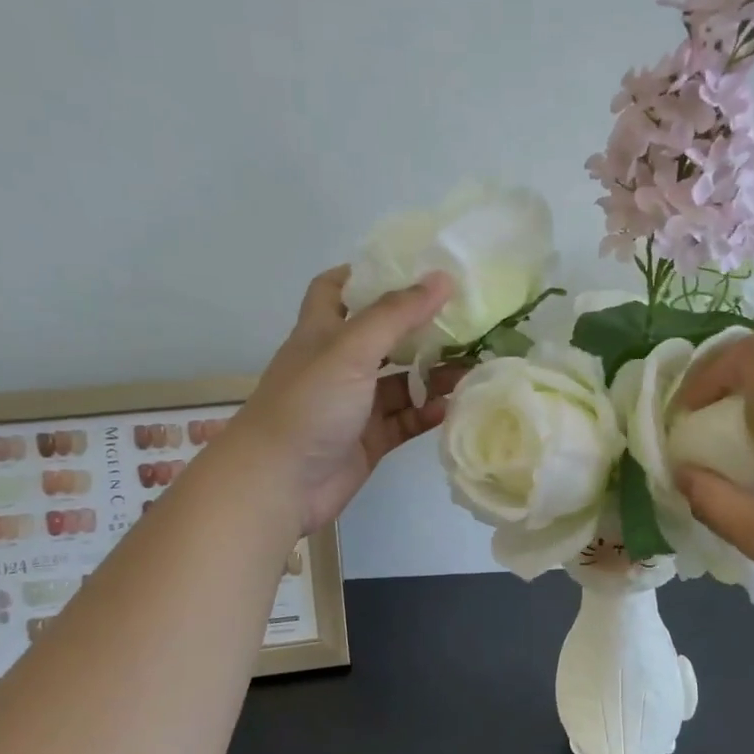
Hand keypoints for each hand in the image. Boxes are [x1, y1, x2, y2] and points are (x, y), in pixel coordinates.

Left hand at [234, 266, 461, 532]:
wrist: (278, 485)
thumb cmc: (308, 406)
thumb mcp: (350, 350)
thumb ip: (396, 314)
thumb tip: (442, 277)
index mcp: (322, 333)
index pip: (336, 289)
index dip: (366, 274)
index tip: (411, 267)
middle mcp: (339, 365)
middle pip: (383, 336)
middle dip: (420, 327)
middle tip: (465, 318)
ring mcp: (355, 405)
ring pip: (401, 381)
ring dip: (433, 374)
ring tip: (474, 364)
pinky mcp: (369, 439)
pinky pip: (406, 419)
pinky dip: (428, 412)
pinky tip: (455, 405)